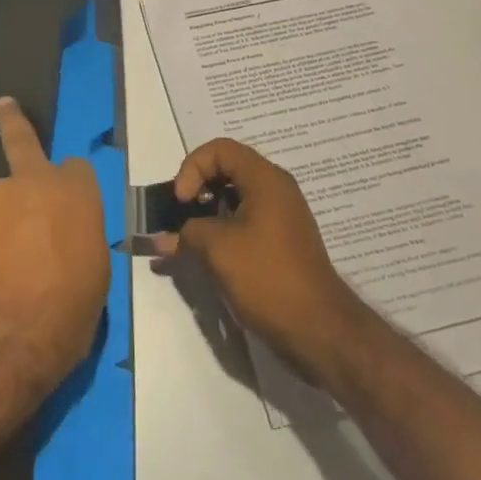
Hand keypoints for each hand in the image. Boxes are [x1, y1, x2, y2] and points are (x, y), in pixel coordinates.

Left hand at [0, 97, 109, 403]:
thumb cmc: (63, 316)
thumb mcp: (92, 281)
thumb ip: (79, 243)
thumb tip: (64, 242)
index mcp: (74, 194)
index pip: (77, 169)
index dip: (72, 185)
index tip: (69, 204)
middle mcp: (31, 182)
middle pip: (22, 141)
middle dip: (13, 121)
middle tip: (2, 105)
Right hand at [165, 138, 369, 384]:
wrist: (319, 330)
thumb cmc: (267, 277)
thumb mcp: (218, 249)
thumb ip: (186, 234)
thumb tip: (161, 239)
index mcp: (265, 179)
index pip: (220, 149)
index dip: (192, 167)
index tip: (182, 202)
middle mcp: (276, 189)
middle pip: (228, 169)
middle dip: (198, 187)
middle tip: (181, 215)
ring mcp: (281, 216)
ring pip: (235, 196)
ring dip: (208, 211)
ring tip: (190, 238)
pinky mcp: (281, 241)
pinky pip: (245, 219)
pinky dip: (223, 228)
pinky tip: (209, 255)